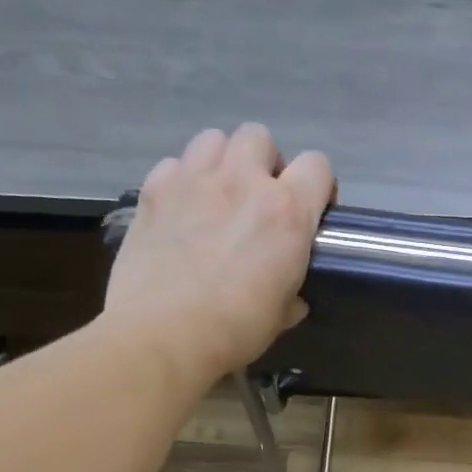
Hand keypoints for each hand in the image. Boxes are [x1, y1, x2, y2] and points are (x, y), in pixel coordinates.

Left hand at [102, 124, 334, 387]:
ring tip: (217, 195)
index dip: (317, 186)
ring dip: (221, 162)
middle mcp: (242, 182)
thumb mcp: (283, 313)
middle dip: (263, 163)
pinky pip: (173, 165)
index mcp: (287, 211)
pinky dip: (181, 181)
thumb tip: (291, 296)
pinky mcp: (153, 190)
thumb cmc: (235, 328)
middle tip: (257, 199)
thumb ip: (293, 290)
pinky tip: (180, 211)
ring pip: (214, 139)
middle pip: (259, 136)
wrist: (163, 335)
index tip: (309, 212)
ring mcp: (193, 180)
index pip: (317, 165)